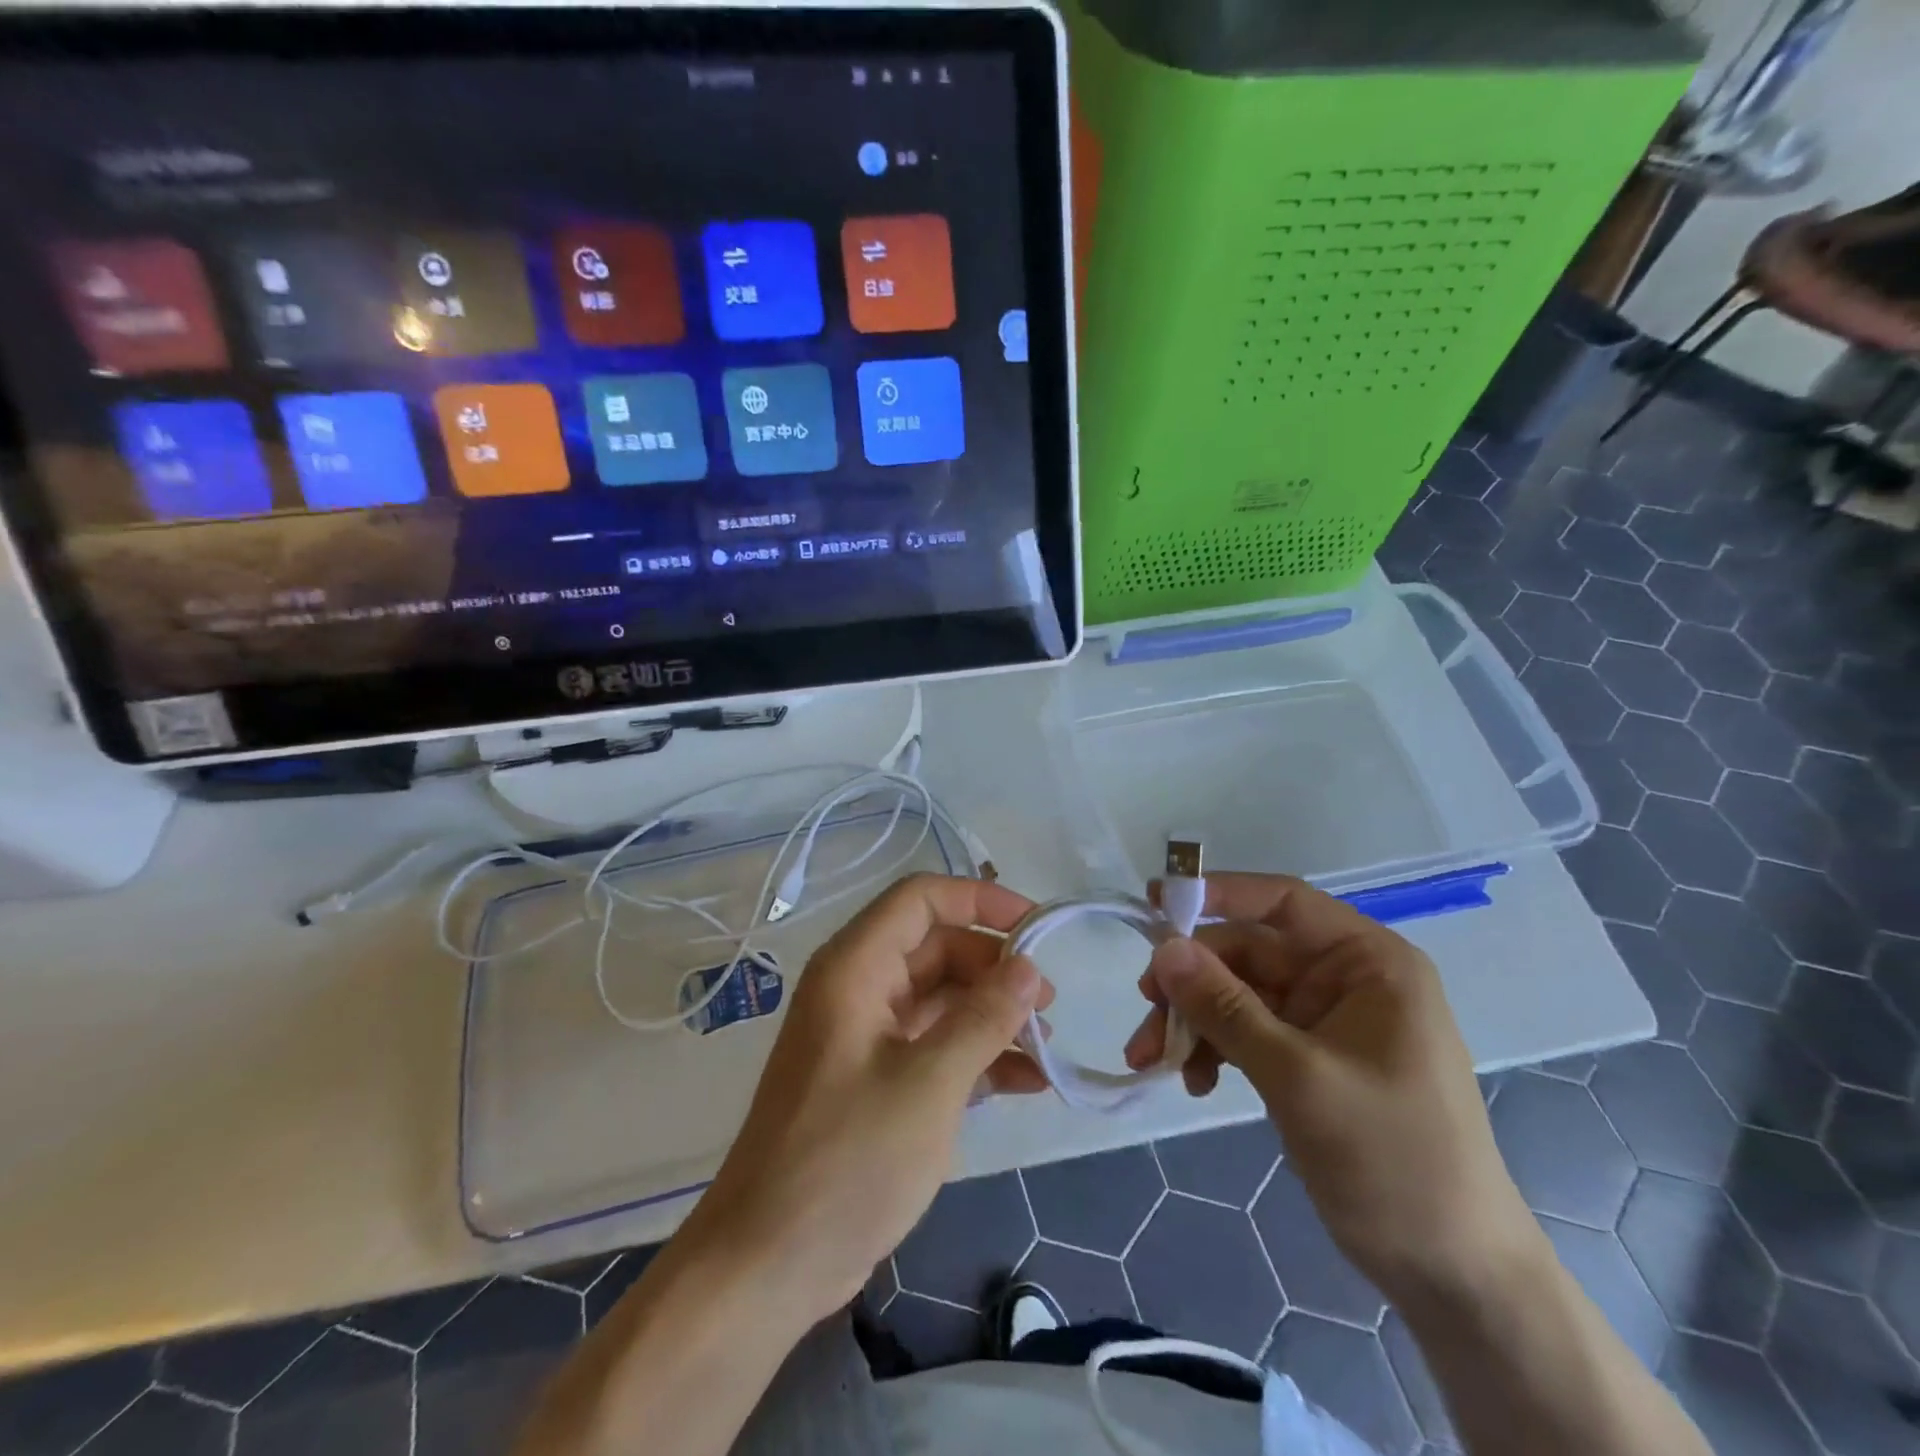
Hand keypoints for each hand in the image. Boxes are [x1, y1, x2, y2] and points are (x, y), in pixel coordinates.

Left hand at [680, 874, 1052, 1324]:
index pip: (921, 899)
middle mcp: (858, 987)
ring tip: (1048, 1045)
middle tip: (1050, 1003)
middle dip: (996, 967)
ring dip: (993, 1014)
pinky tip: (1027, 1082)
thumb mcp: (929, 1084)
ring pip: (941, 997)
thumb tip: (1029, 967)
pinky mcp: (876, 1078)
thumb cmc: (848, 1159)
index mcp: (855, 967)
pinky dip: (977, 1054)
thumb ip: (984, 1018)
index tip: (1038, 927)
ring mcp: (866, 1034)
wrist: (768, 1263)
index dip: (981, 901)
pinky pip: (934, 1043)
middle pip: (937, 947)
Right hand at [1123, 873, 1534, 1306]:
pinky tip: (1196, 1082)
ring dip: (1193, 1021)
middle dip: (1192, 982)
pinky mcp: (1307, 1058)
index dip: (1218, 894)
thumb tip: (1163, 948)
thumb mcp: (1299, 1077)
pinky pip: (1245, 1032)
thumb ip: (1226, 1007)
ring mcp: (1325, 1020)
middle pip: (1248, 953)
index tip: (1155, 902)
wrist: (1453, 1275)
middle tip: (1145, 1011)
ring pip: (1237, 994)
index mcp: (1367, 962)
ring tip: (1151, 1059)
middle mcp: (1345, 979)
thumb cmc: (1393, 1159)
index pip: (1282, 901)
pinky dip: (1214, 1050)